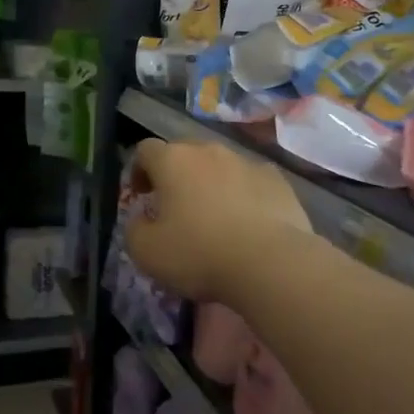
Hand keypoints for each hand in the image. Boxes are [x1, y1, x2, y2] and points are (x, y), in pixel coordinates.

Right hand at [125, 139, 314, 301]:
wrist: (270, 264)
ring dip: (211, 183)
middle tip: (175, 205)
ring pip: (221, 165)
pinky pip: (251, 181)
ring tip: (214, 216)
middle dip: (176, 174)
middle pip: (185, 152)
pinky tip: (247, 222)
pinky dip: (244, 195)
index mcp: (173, 161)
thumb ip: (135, 228)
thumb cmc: (199, 254)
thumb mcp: (146, 252)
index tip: (142, 195)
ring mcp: (247, 163)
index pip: (146, 150)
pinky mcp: (278, 181)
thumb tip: (142, 218)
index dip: (139, 170)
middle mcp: (210, 151)